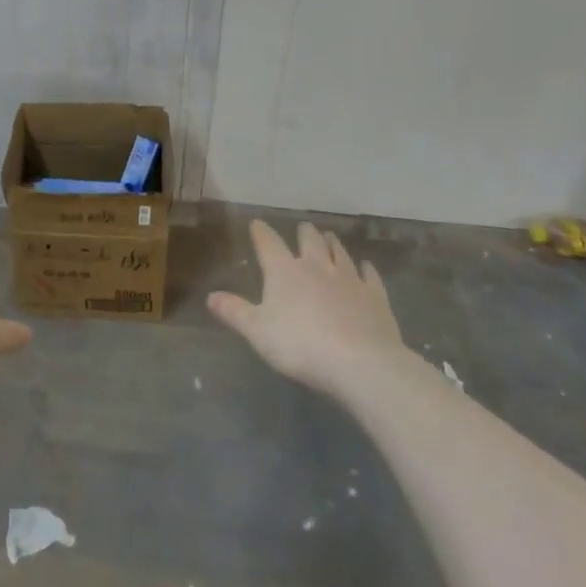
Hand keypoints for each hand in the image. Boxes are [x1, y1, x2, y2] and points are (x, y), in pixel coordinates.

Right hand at [209, 220, 405, 397]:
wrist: (360, 363)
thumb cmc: (300, 345)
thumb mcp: (257, 332)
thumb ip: (234, 311)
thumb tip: (210, 295)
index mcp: (284, 271)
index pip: (269, 243)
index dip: (261, 232)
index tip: (256, 223)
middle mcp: (317, 266)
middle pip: (310, 240)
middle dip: (304, 233)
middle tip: (303, 227)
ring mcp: (349, 279)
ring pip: (339, 252)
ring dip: (332, 243)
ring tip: (329, 236)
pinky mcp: (375, 296)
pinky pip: (369, 276)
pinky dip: (366, 269)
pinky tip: (365, 267)